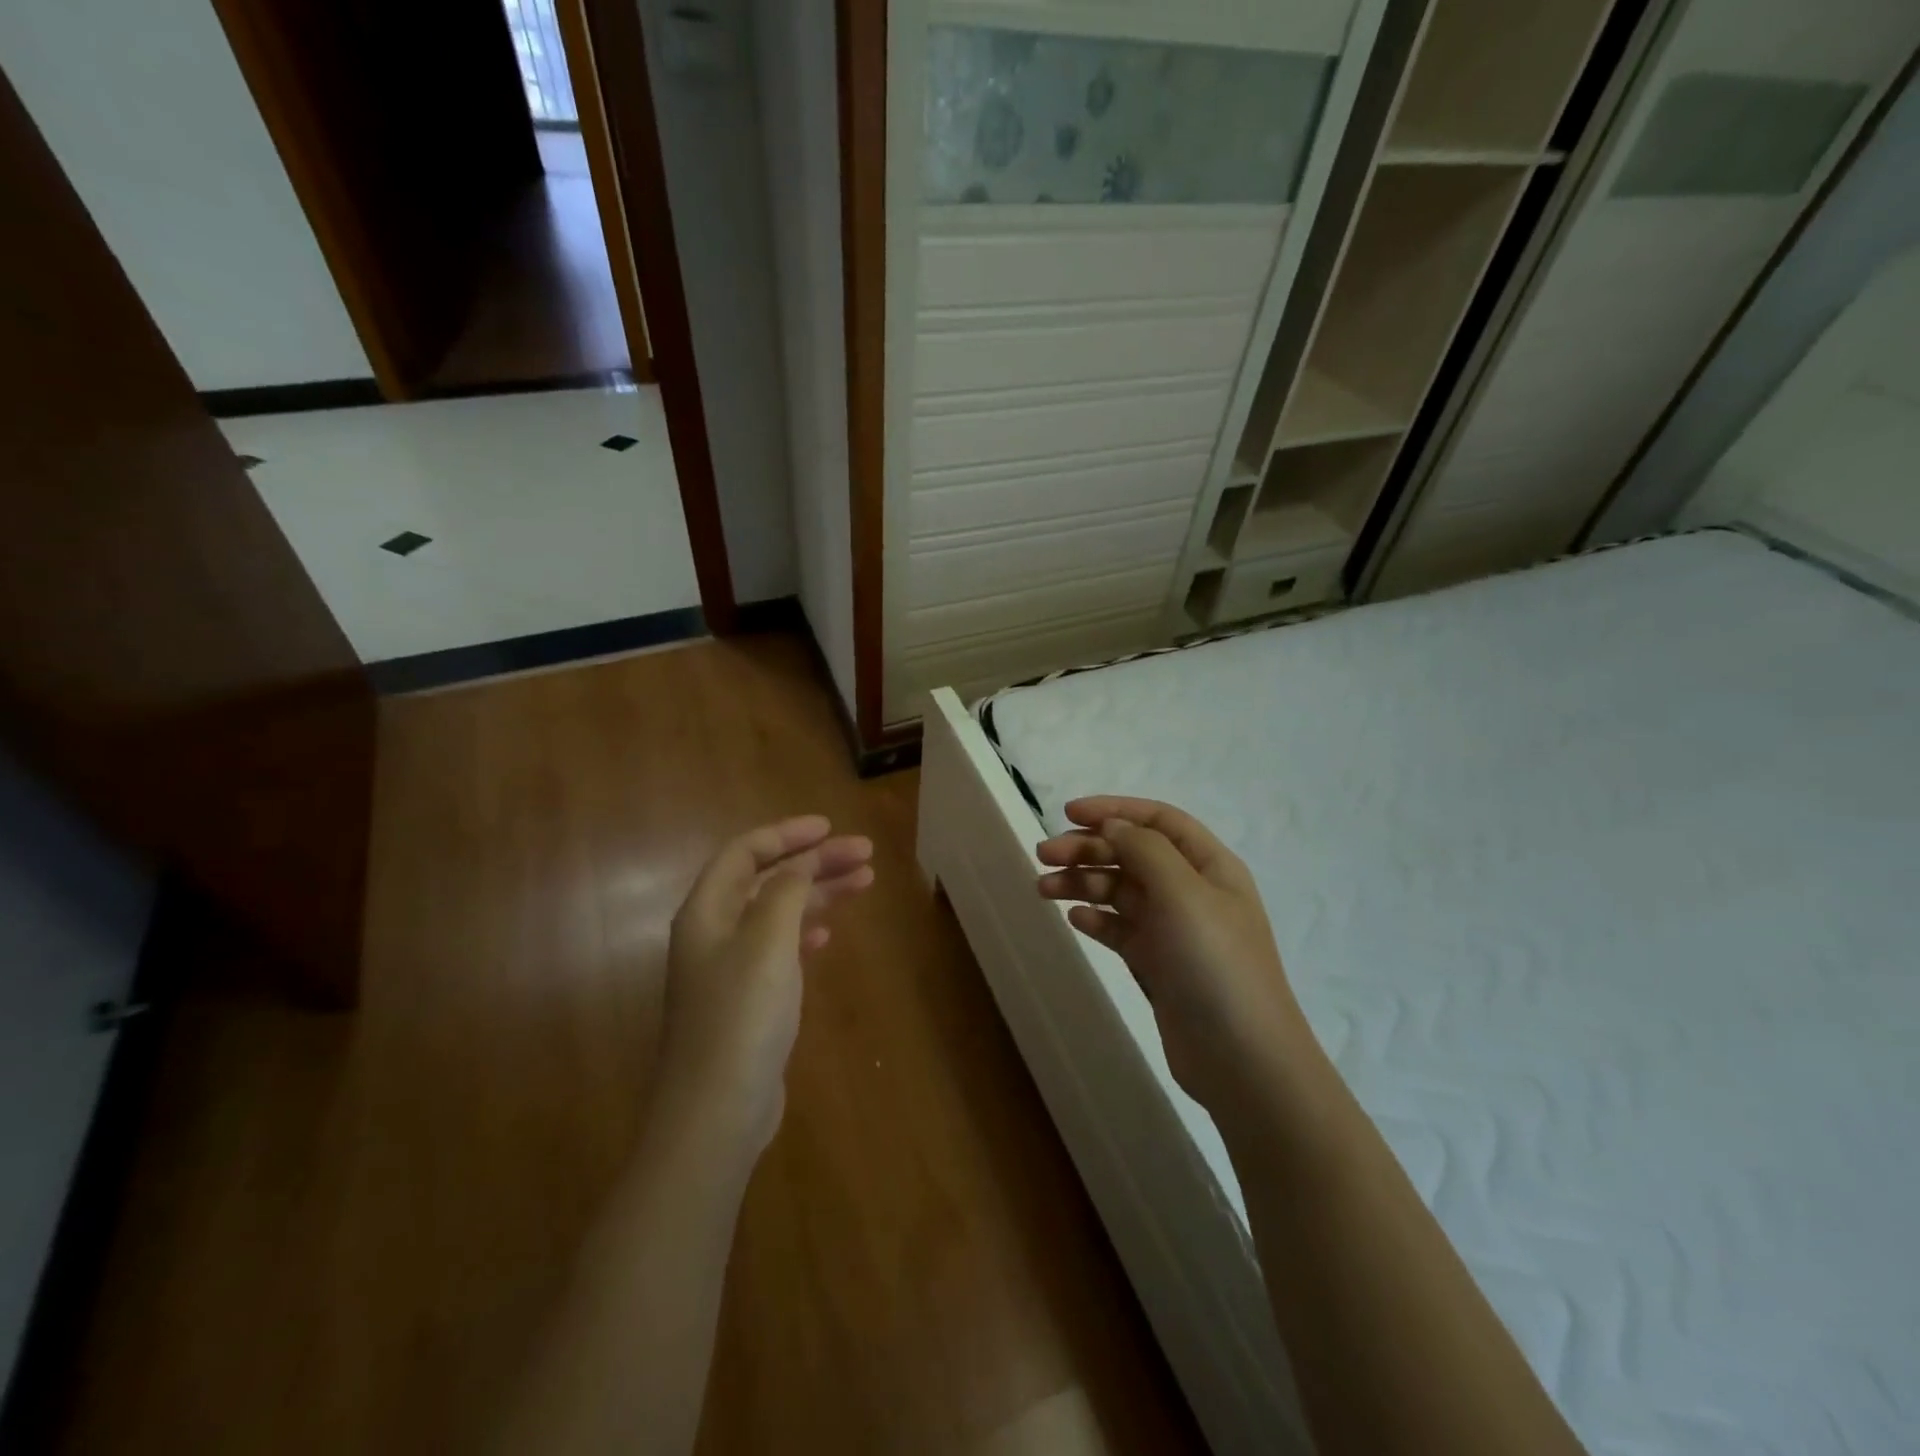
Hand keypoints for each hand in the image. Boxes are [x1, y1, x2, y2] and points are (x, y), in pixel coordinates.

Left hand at [660, 816, 873, 1148]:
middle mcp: (713, 933)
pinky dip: (806, 932)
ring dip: (818, 894)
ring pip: (778, 913)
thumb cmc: (741, 1015)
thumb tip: (801, 864)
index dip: (787, 834)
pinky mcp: (747, 1001)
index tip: (830, 828)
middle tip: (864, 855)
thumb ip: (786, 891)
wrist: (716, 1111)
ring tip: (863, 883)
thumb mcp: (767, 940)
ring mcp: (729, 969)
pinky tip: (829, 935)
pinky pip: (779, 948)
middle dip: (815, 862)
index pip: (745, 852)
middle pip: (767, 880)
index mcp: (707, 911)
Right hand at [1037, 797, 1307, 1115]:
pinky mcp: (1159, 963)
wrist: (1242, 1059)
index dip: (1114, 810)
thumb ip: (1145, 850)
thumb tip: (1113, 825)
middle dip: (1088, 848)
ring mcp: (1175, 929)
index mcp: (1209, 865)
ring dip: (1083, 883)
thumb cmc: (1216, 965)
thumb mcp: (1183, 894)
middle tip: (1042, 855)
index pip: (1158, 820)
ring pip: (1121, 891)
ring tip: (1043, 889)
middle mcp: (1192, 890)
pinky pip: (1120, 929)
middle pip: (1133, 854)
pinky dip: (1096, 919)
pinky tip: (1074, 920)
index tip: (1068, 812)